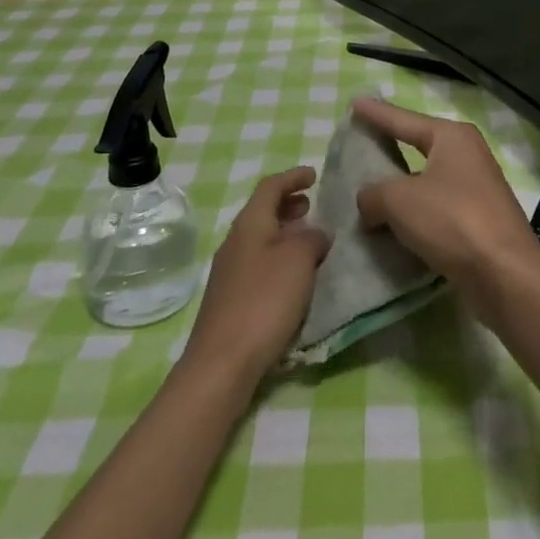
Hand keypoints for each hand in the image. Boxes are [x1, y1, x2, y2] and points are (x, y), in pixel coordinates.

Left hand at [182, 167, 331, 387]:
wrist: (222, 363)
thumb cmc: (263, 301)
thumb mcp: (298, 260)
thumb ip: (312, 239)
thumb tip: (317, 233)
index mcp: (250, 223)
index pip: (270, 186)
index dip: (293, 177)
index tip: (314, 175)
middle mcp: (235, 241)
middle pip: (262, 211)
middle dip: (288, 204)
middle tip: (312, 205)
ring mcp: (230, 272)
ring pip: (261, 239)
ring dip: (285, 233)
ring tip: (309, 239)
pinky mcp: (231, 300)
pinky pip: (259, 264)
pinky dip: (279, 258)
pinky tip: (294, 277)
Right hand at [351, 97, 539, 320]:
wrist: (505, 274)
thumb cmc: (452, 220)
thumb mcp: (400, 201)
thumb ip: (374, 195)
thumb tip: (369, 202)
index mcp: (452, 137)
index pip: (404, 120)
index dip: (377, 113)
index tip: (355, 102)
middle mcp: (468, 155)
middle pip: (419, 146)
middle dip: (391, 146)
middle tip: (363, 141)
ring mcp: (477, 188)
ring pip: (427, 180)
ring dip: (402, 188)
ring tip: (371, 190)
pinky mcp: (479, 220)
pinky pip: (436, 208)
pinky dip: (415, 215)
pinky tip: (394, 226)